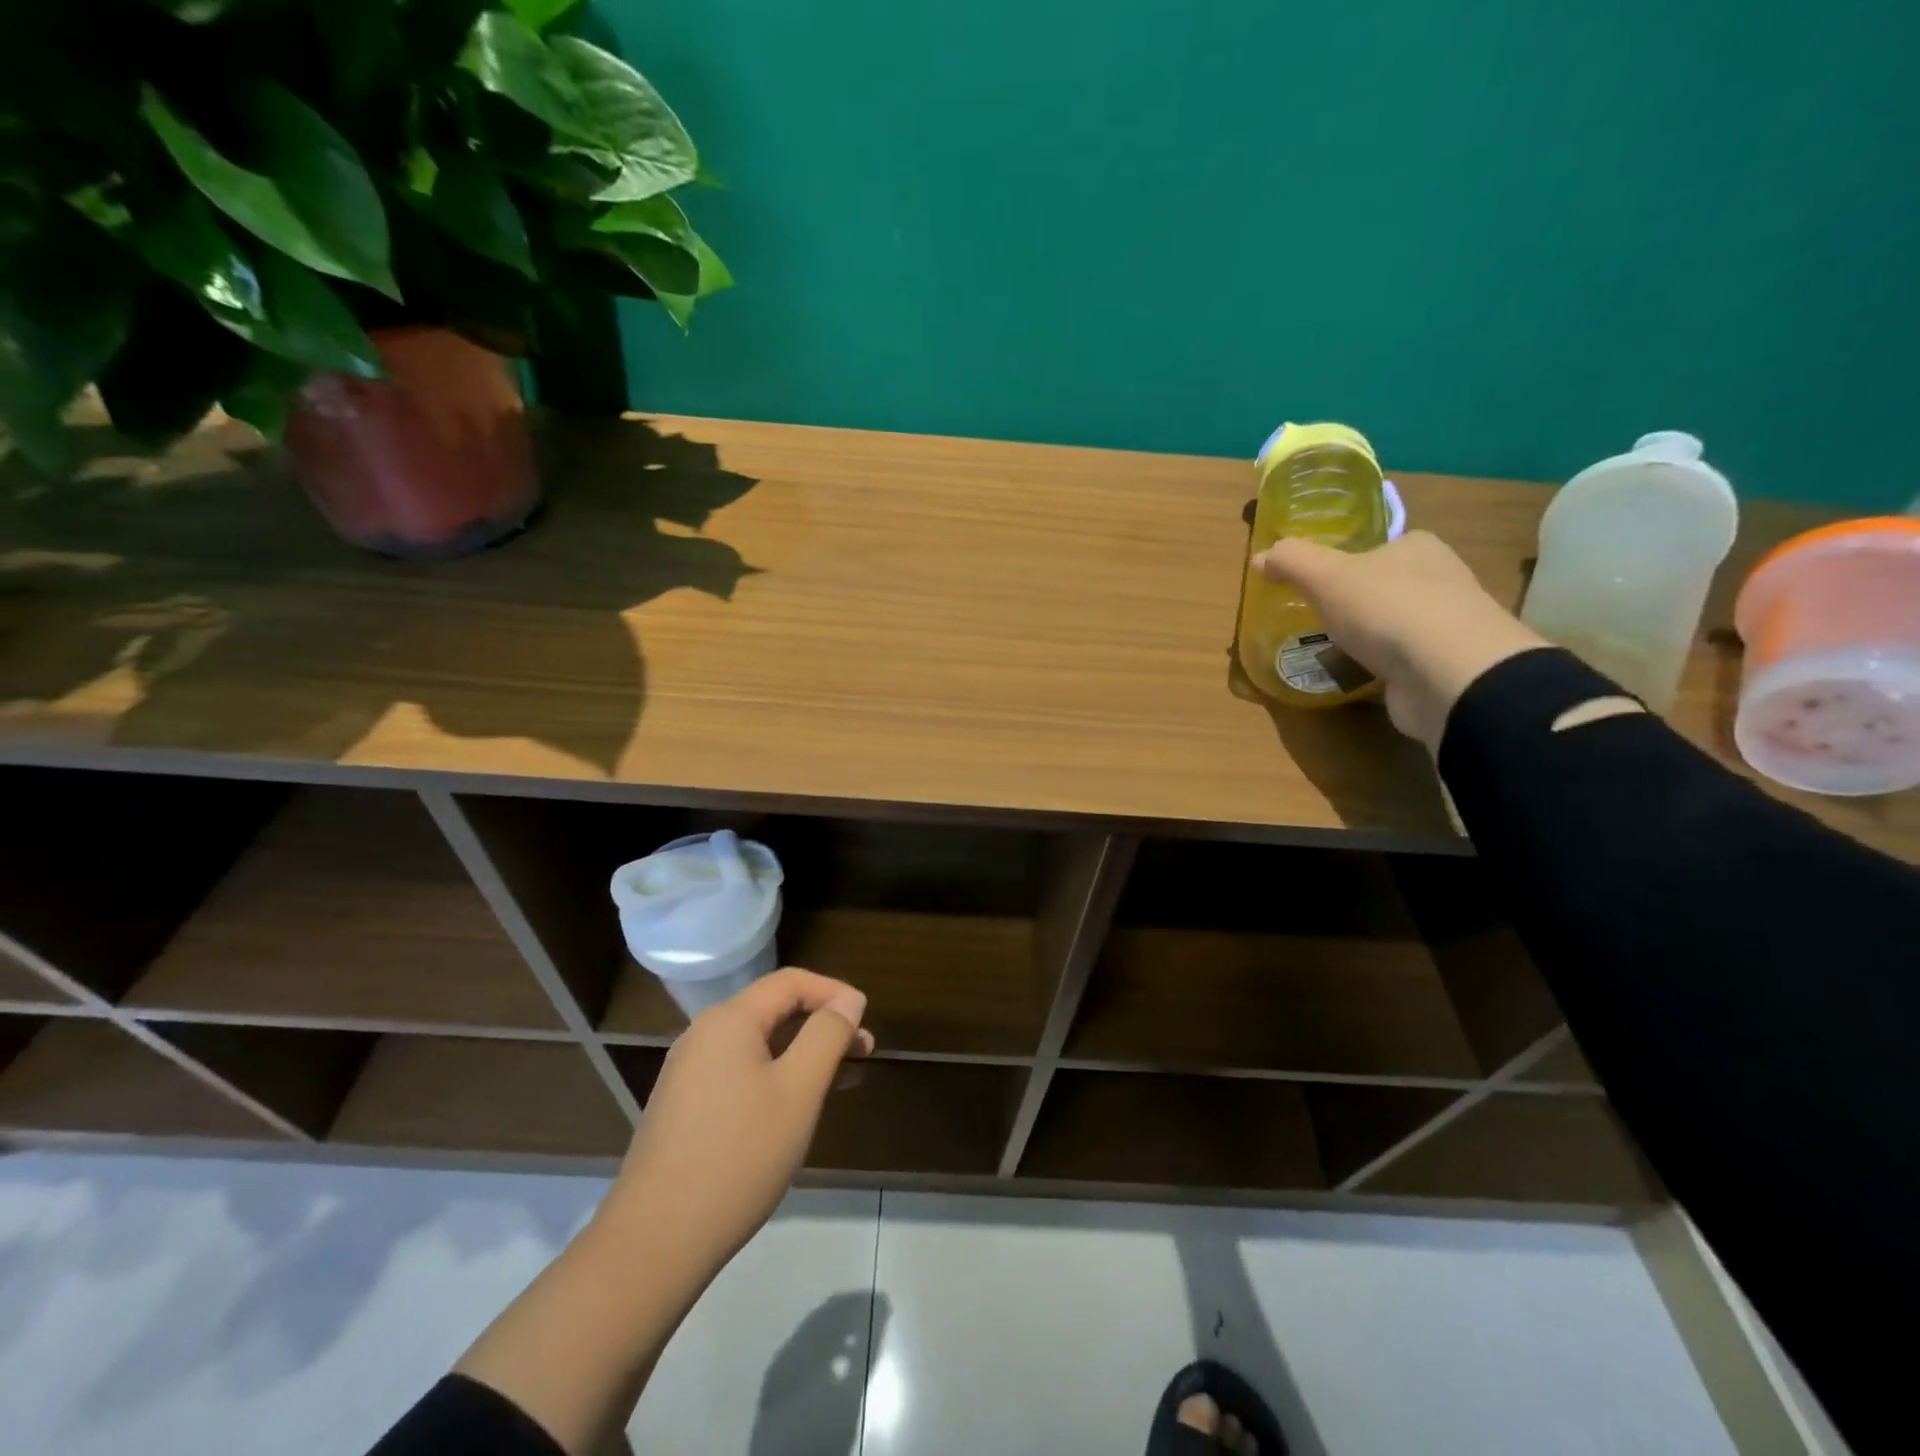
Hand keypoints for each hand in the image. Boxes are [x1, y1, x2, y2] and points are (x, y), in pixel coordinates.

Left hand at [601, 968, 874, 1272]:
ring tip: (837, 1079)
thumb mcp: (799, 1090)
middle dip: (821, 1023)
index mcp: (729, 1020)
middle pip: (773, 1009)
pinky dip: (774, 1074)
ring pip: (757, 1043)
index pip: (791, 982)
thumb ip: (827, 1036)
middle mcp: (703, 1035)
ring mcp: (687, 1072)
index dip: (834, 991)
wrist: (655, 1241)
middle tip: (863, 1051)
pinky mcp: (682, 1106)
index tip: (867, 1018)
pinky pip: (738, 1071)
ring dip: (801, 1051)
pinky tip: (792, 1107)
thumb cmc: (739, 1155)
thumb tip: (848, 1001)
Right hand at [1253, 530, 1546, 751]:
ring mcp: (1446, 626)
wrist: (1447, 674)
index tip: (1319, 582)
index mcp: (1418, 548)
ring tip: (1327, 650)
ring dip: (1367, 637)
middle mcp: (1440, 580)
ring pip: (1395, 625)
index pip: (1380, 546)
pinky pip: (1401, 662)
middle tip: (1317, 617)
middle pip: (1387, 585)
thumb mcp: (1326, 575)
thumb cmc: (1387, 609)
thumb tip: (1261, 556)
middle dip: (1356, 601)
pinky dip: (1378, 668)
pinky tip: (1354, 677)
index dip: (1349, 560)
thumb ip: (1292, 562)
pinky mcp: (1443, 667)